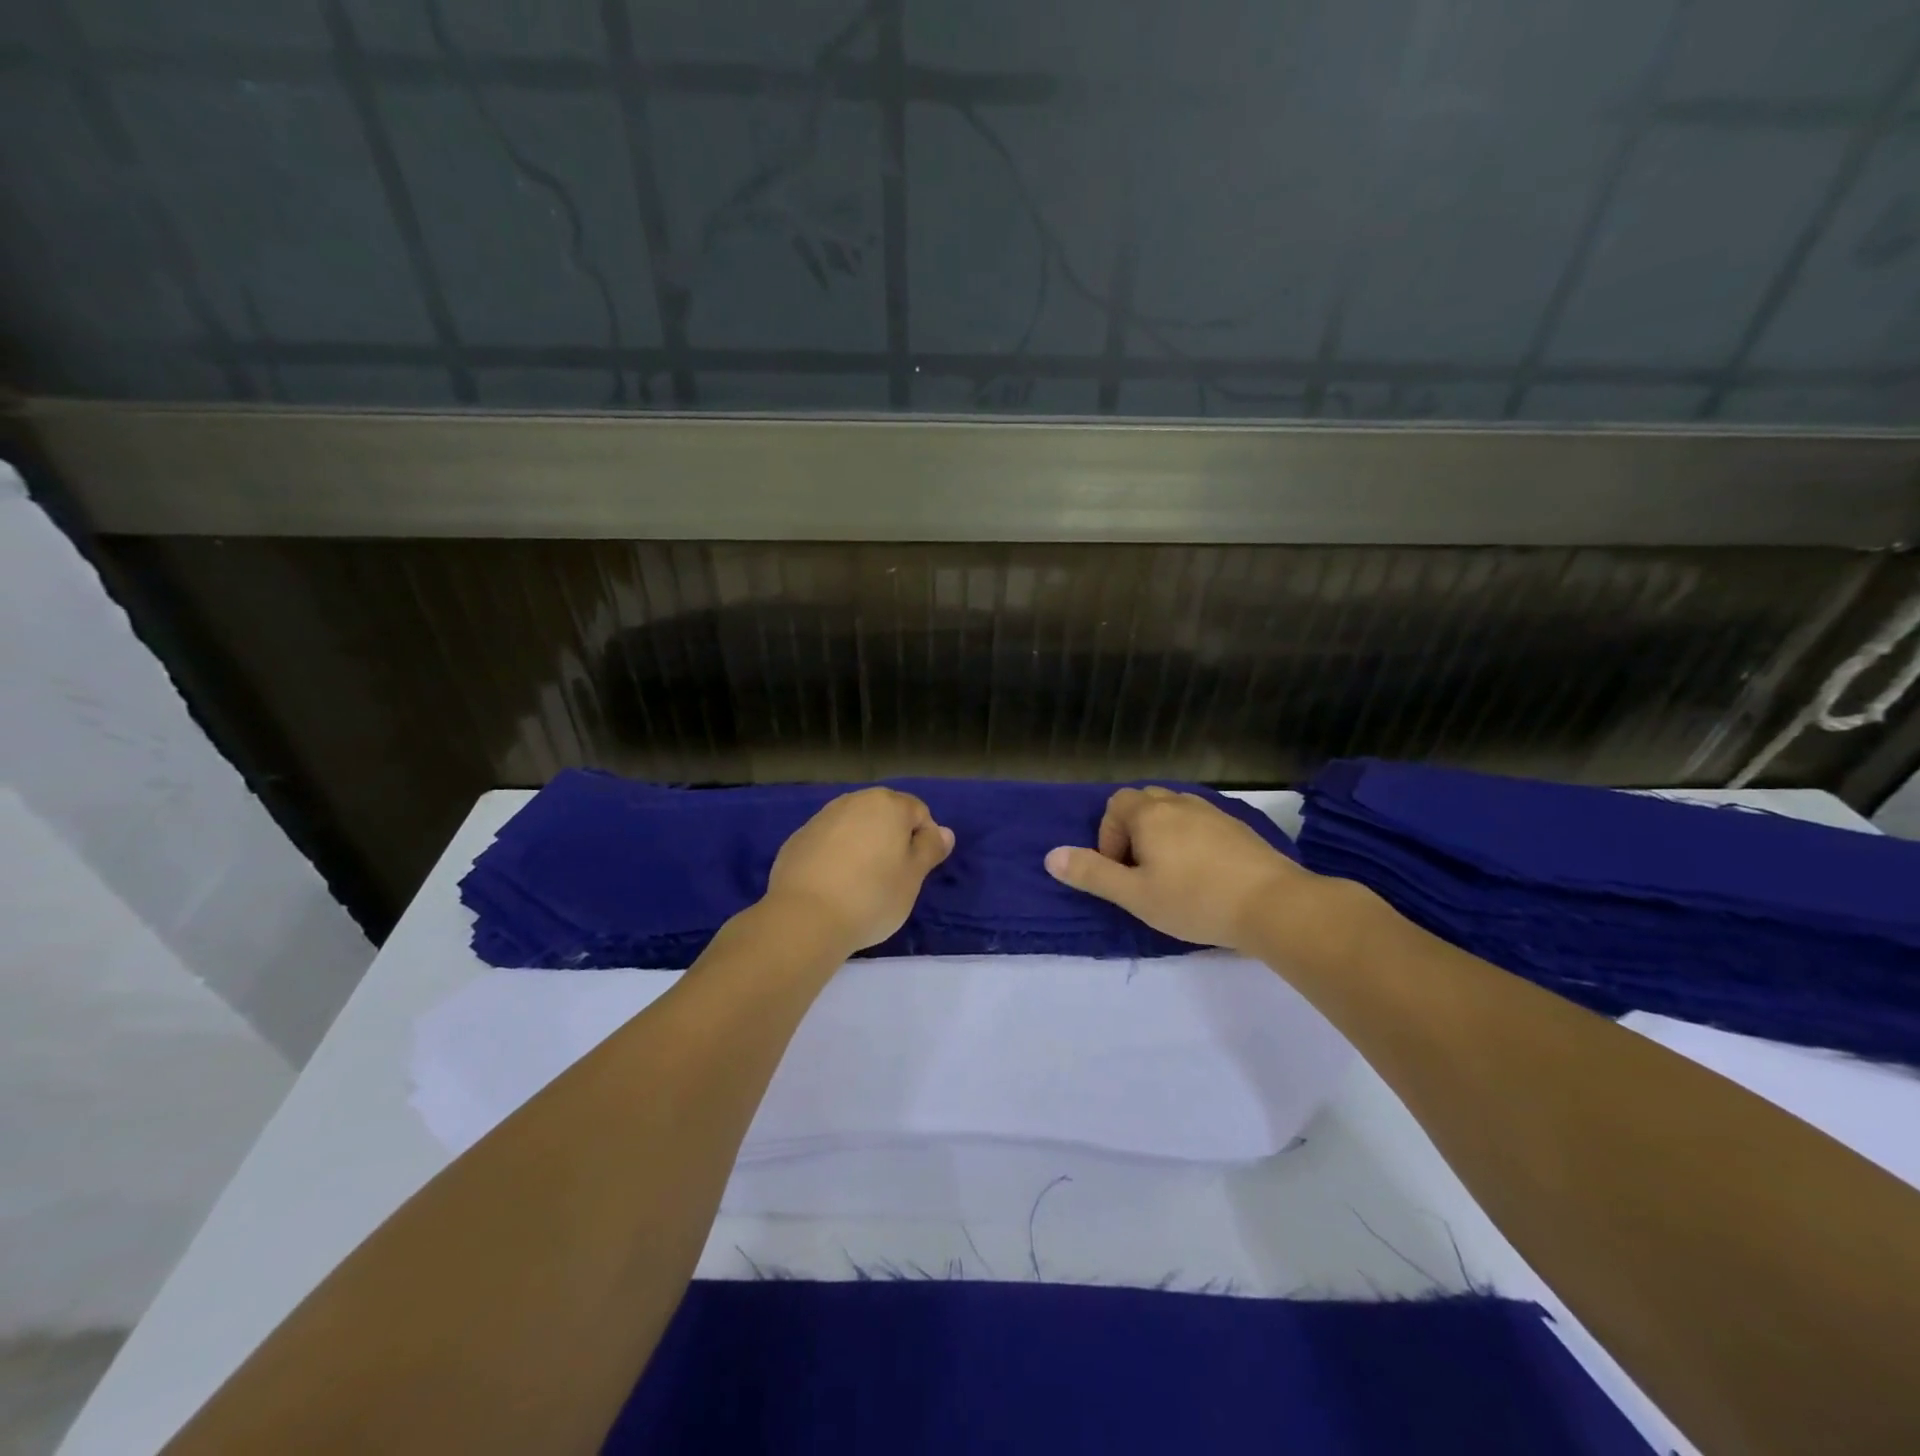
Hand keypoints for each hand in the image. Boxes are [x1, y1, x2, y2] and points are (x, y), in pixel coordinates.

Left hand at [764, 788, 954, 956]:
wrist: (805, 918)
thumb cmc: (872, 896)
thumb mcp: (913, 877)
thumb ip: (930, 848)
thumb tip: (944, 831)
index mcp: (888, 805)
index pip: (919, 812)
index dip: (924, 839)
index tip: (917, 871)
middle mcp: (854, 801)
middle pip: (884, 814)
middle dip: (892, 838)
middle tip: (892, 877)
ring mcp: (821, 818)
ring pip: (854, 826)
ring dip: (863, 845)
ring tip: (861, 882)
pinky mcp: (797, 839)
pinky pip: (828, 842)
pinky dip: (835, 855)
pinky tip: (833, 885)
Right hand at [1044, 787, 1312, 953]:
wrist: (1273, 904)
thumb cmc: (1194, 900)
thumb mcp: (1134, 895)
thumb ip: (1091, 874)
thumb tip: (1051, 856)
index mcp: (1150, 814)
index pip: (1116, 805)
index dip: (1109, 837)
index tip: (1121, 871)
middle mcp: (1180, 803)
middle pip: (1144, 802)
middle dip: (1133, 831)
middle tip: (1140, 871)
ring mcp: (1213, 812)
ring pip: (1174, 811)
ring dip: (1162, 834)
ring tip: (1170, 873)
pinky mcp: (1238, 828)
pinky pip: (1201, 823)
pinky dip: (1190, 839)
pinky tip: (1202, 874)